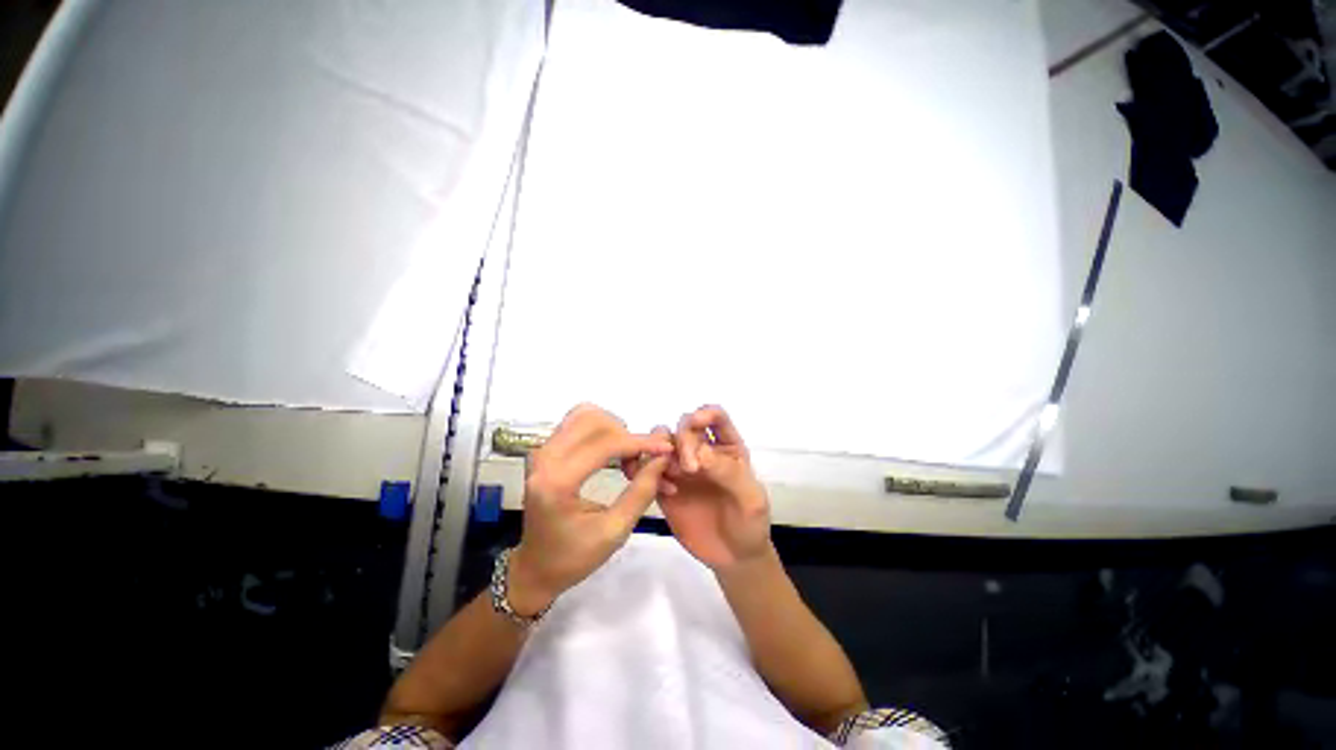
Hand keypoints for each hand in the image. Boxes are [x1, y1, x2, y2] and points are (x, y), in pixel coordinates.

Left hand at [508, 403, 673, 615]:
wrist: (536, 567)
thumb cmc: (574, 557)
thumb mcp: (615, 532)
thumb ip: (642, 491)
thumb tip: (662, 458)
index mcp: (557, 482)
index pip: (605, 443)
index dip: (640, 443)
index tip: (666, 449)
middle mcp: (545, 458)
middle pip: (595, 421)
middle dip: (627, 436)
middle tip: (641, 464)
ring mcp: (542, 450)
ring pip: (586, 415)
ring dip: (615, 430)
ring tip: (627, 458)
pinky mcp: (546, 449)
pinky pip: (578, 422)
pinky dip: (603, 429)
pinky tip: (613, 450)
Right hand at [626, 405, 770, 571]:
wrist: (733, 557)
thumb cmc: (750, 523)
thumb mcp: (750, 498)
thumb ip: (727, 472)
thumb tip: (697, 452)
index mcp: (728, 447)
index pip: (715, 416)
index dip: (704, 413)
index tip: (695, 424)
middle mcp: (702, 450)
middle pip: (684, 426)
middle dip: (682, 439)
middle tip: (688, 469)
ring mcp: (682, 467)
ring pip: (661, 442)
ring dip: (659, 450)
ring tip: (668, 476)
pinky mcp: (664, 485)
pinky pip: (647, 467)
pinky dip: (645, 469)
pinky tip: (662, 490)